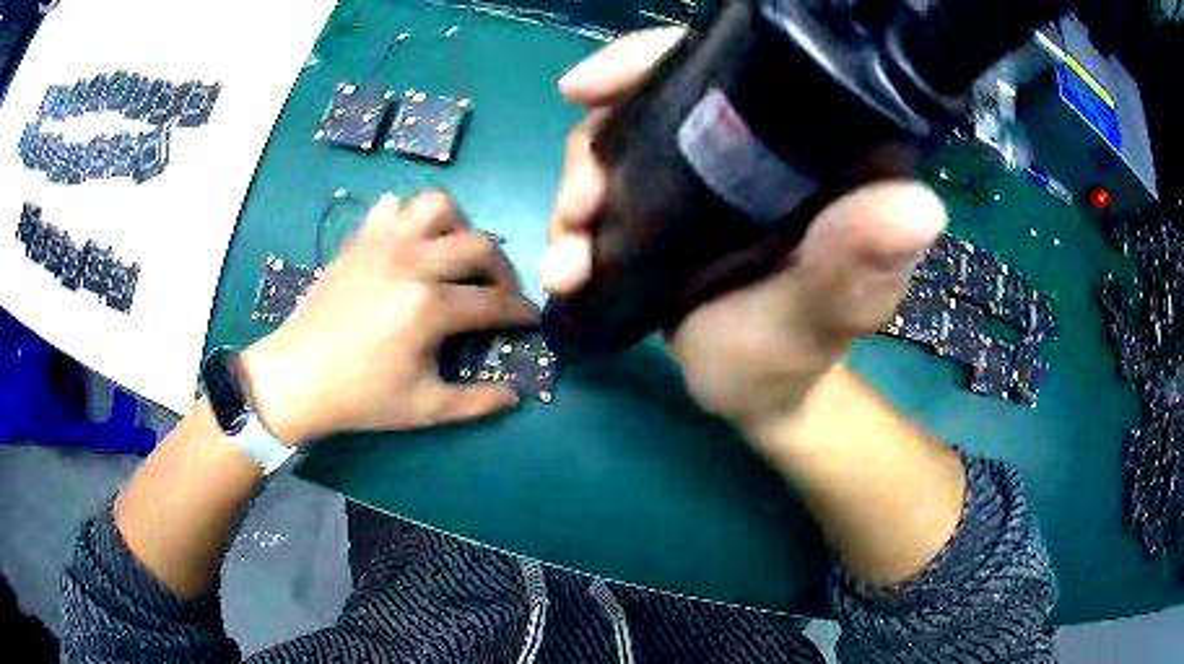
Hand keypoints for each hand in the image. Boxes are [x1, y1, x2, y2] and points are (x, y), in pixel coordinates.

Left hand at [241, 192, 537, 446]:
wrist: (296, 377)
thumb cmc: (360, 397)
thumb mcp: (424, 409)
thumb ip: (477, 401)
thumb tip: (516, 394)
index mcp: (429, 306)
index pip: (494, 302)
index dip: (521, 312)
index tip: (532, 319)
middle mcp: (411, 262)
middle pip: (480, 245)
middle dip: (504, 269)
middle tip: (500, 293)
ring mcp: (382, 244)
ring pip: (438, 206)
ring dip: (459, 227)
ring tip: (456, 256)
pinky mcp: (360, 240)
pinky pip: (393, 207)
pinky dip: (411, 217)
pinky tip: (411, 245)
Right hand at [543, 29, 946, 441]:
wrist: (749, 393)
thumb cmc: (794, 360)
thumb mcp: (825, 319)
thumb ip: (857, 268)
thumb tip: (917, 205)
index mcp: (809, 152)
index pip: (732, 68)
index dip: (655, 61)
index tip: (591, 89)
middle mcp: (753, 146)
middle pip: (653, 101)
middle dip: (597, 144)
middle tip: (579, 208)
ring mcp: (705, 173)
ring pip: (618, 144)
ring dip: (577, 194)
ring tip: (567, 261)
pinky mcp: (669, 205)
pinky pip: (610, 187)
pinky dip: (575, 221)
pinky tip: (565, 265)